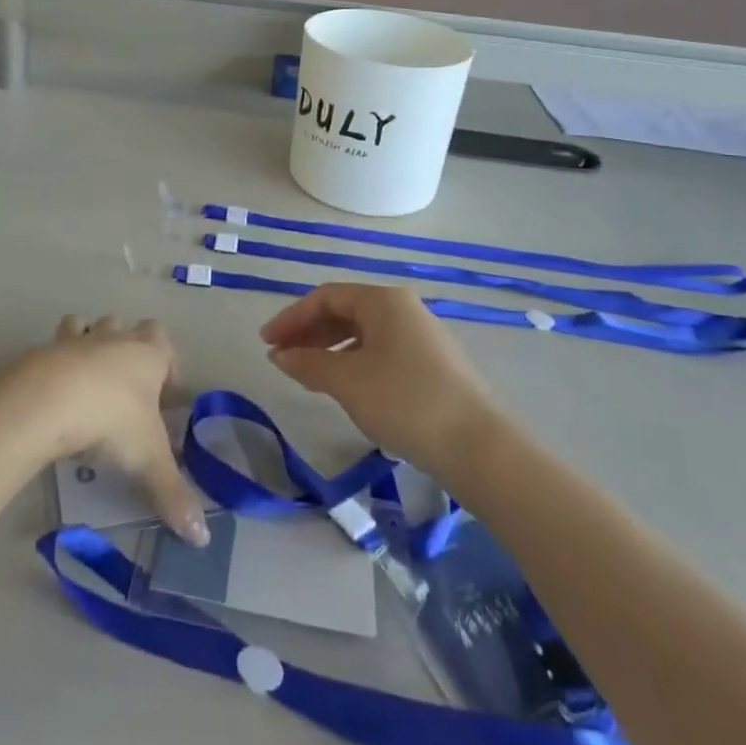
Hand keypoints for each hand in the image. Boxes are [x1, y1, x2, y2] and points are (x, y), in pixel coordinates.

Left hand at [24, 316, 208, 545]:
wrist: (51, 400)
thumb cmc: (112, 421)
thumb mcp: (148, 461)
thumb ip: (174, 494)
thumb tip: (202, 538)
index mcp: (148, 355)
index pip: (164, 343)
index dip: (168, 365)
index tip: (165, 398)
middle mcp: (115, 339)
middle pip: (127, 328)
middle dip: (129, 348)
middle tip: (127, 388)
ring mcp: (78, 340)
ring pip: (89, 325)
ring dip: (90, 342)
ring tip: (87, 380)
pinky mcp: (44, 349)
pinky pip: (53, 345)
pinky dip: (55, 360)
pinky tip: (54, 390)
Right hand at [261, 283, 497, 468]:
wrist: (479, 447)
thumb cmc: (405, 401)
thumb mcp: (347, 382)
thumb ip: (308, 363)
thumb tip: (280, 356)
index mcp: (384, 301)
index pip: (326, 297)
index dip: (291, 317)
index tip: (266, 343)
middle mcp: (404, 309)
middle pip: (345, 311)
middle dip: (309, 333)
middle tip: (283, 359)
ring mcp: (422, 336)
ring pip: (363, 333)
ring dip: (330, 350)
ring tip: (308, 376)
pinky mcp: (434, 365)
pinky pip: (381, 351)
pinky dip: (354, 363)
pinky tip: (346, 388)